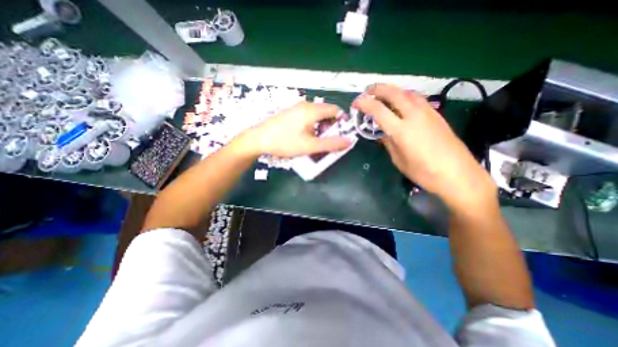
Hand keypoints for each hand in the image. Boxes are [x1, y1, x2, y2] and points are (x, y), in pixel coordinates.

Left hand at [243, 101, 348, 156]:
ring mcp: (296, 107)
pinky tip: (305, 136)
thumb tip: (349, 141)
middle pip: (326, 112)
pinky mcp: (290, 112)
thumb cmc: (285, 142)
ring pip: (316, 115)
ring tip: (315, 140)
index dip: (342, 122)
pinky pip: (307, 116)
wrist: (259, 139)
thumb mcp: (310, 146)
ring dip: (321, 127)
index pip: (336, 110)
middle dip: (331, 126)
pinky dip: (312, 125)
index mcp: (313, 110)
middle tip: (327, 140)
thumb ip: (331, 144)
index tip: (340, 135)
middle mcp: (306, 105)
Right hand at [352, 84, 495, 211]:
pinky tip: (402, 103)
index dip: (364, 104)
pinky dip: (405, 96)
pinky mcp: (437, 115)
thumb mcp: (399, 160)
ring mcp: (428, 113)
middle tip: (367, 91)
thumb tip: (383, 133)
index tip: (356, 104)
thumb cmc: (424, 172)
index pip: (378, 110)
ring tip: (383, 94)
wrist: (458, 175)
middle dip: (378, 89)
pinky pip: (418, 99)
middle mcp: (414, 116)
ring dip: (393, 90)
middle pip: (394, 93)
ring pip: (408, 92)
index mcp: (401, 130)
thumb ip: (388, 143)